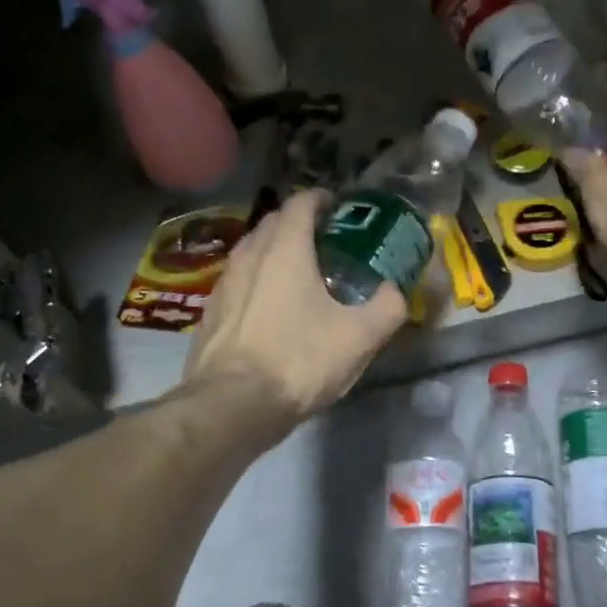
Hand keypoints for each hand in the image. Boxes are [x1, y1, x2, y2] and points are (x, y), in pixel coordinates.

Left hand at [184, 191, 405, 422]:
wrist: (230, 406)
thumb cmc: (298, 360)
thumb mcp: (359, 337)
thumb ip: (387, 307)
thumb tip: (397, 291)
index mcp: (285, 250)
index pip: (300, 204)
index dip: (321, 199)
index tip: (339, 208)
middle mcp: (249, 256)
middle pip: (273, 222)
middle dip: (299, 223)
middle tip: (326, 241)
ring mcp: (224, 283)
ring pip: (252, 251)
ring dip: (275, 251)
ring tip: (299, 272)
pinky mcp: (210, 312)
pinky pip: (238, 280)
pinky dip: (257, 279)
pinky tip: (271, 307)